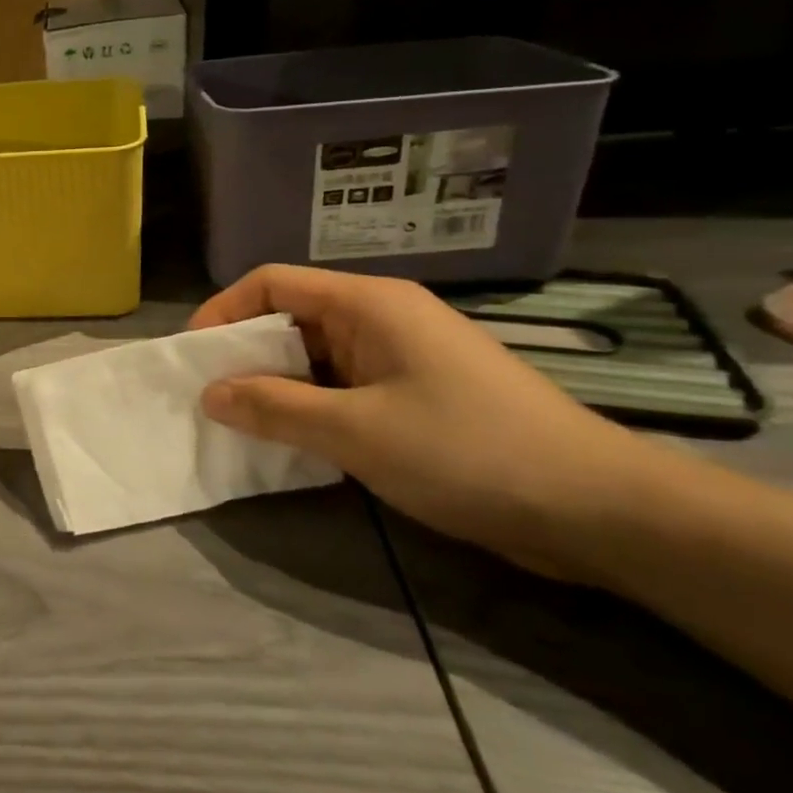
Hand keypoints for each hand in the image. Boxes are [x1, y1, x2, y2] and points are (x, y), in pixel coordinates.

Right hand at [190, 264, 654, 581]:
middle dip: (243, 353)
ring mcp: (401, 357)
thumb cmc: (470, 451)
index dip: (223, 312)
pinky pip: (340, 387)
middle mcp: (382, 319)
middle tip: (209, 397)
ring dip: (273, 385)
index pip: (272, 282)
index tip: (193, 358)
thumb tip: (208, 393)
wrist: (600, 510)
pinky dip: (307, 406)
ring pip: (313, 356)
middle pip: (289, 317)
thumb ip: (274, 407)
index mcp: (369, 304)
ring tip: (240, 422)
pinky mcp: (415, 395)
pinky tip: (291, 440)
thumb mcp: (356, 431)